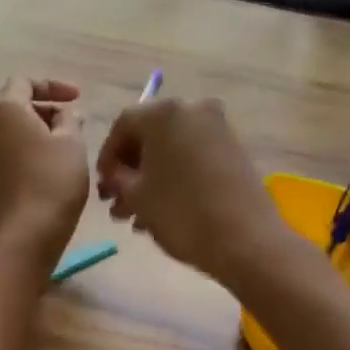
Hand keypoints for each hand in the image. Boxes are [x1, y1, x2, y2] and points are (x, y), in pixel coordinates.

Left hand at [0, 77, 89, 251]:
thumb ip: (70, 119)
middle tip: (75, 123)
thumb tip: (65, 114)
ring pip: (13, 132)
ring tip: (67, 145)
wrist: (29, 232)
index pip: (24, 82)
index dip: (53, 86)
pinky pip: (11, 153)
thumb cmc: (54, 179)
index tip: (77, 98)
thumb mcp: (72, 141)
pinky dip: (30, 151)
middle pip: (17, 107)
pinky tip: (52, 167)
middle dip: (47, 110)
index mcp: (5, 111)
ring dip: (39, 132)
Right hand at [95, 97, 283, 284]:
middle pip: (150, 135)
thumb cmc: (181, 213)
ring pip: (173, 149)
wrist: (246, 240)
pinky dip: (176, 176)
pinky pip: (194, 156)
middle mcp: (193, 109)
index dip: (107, 156)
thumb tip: (114, 176)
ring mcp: (218, 128)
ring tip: (137, 217)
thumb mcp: (137, 197)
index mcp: (164, 113)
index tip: (102, 185)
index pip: (123, 124)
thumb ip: (117, 179)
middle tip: (117, 202)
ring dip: (151, 178)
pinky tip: (163, 210)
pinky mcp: (235, 149)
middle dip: (130, 170)